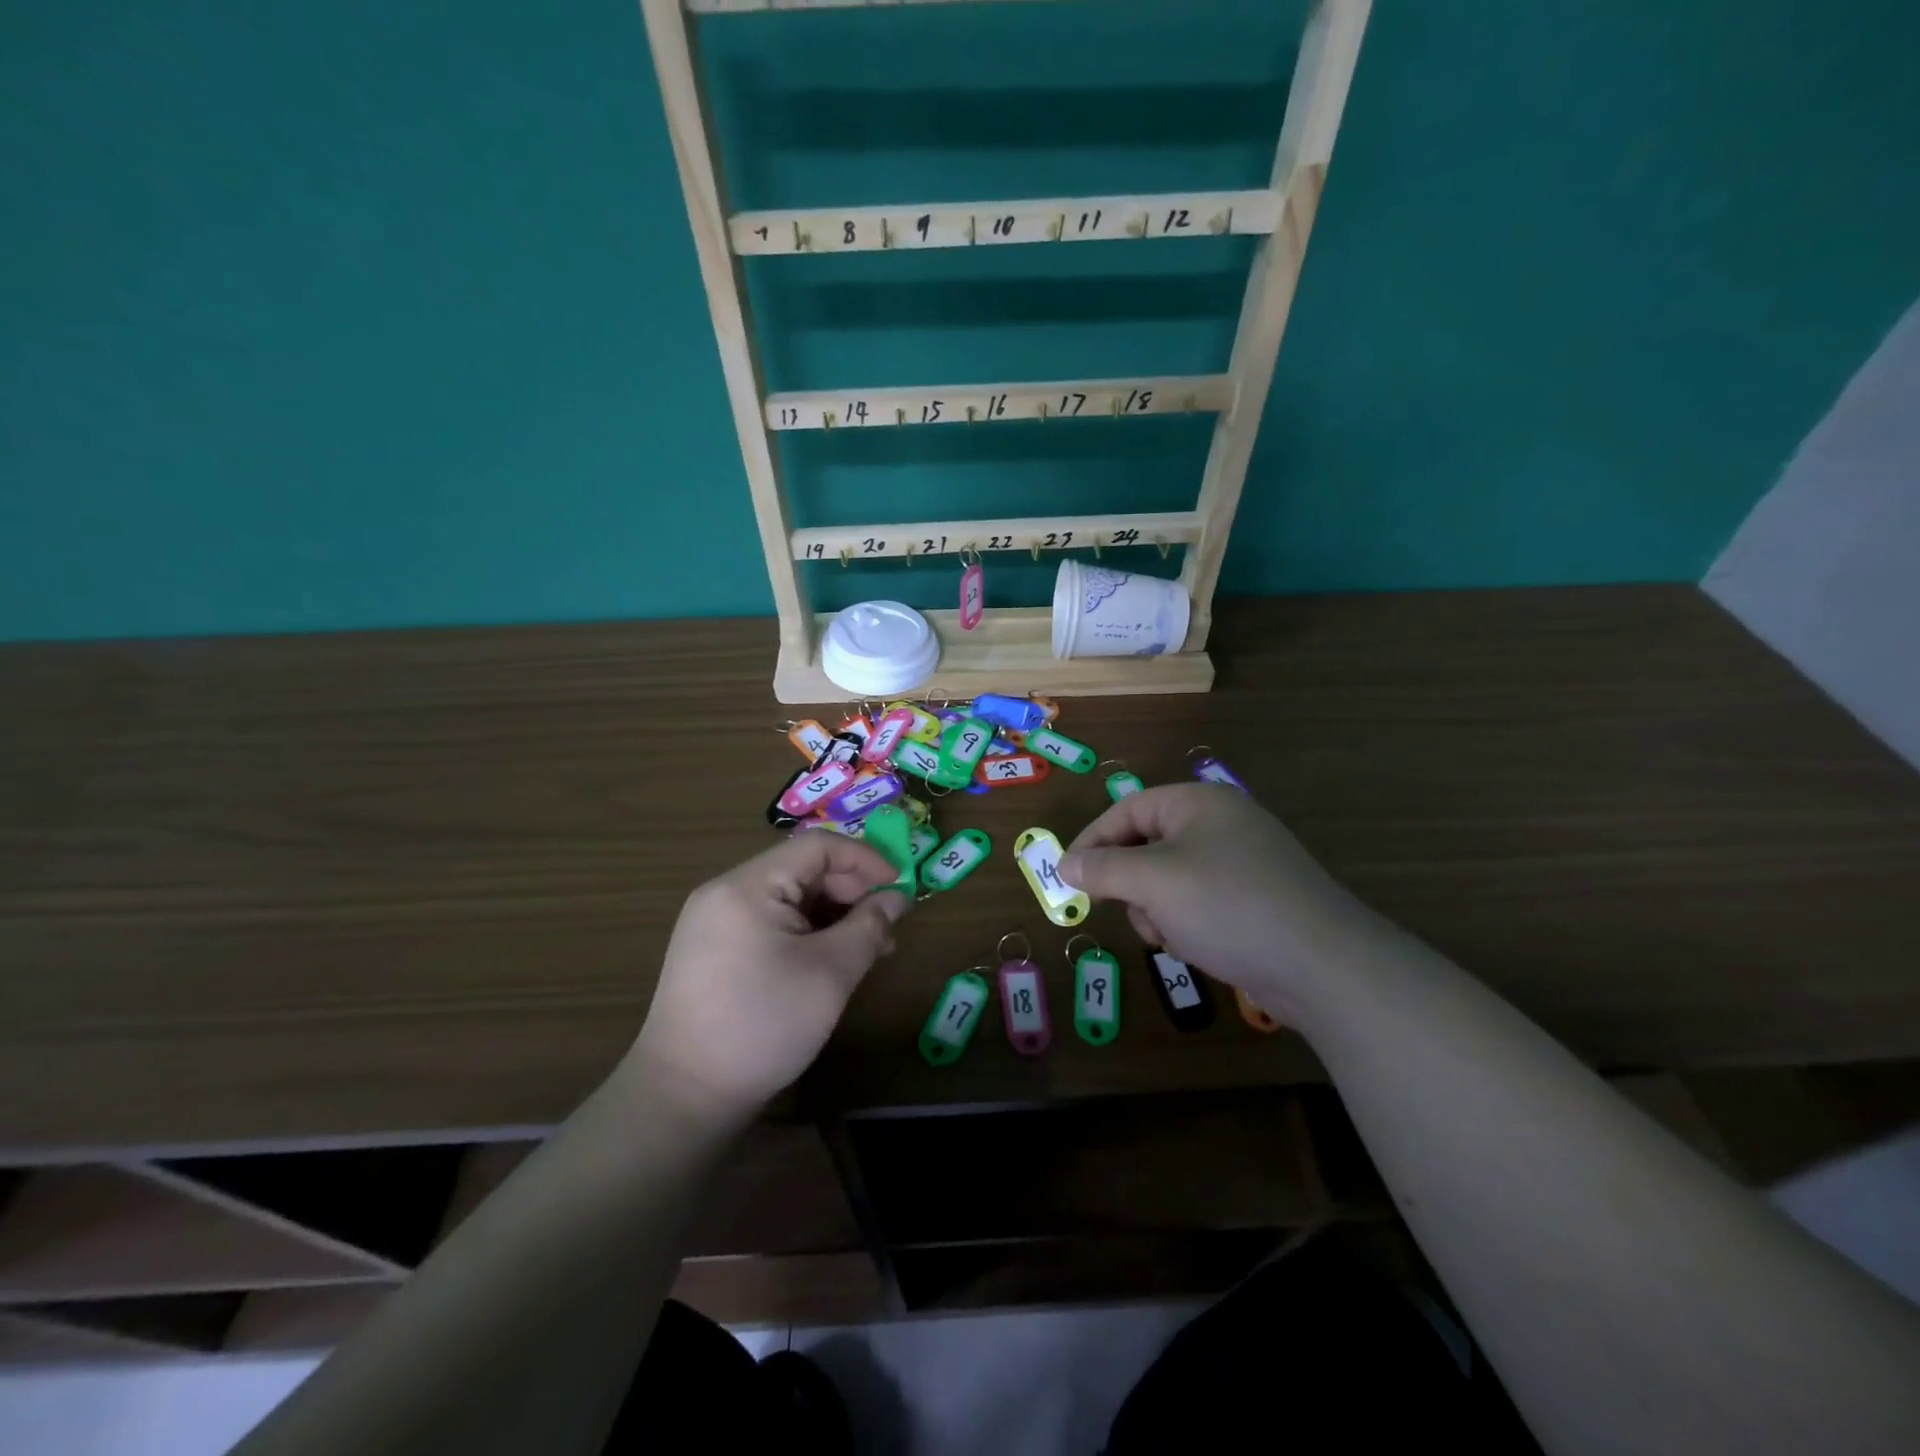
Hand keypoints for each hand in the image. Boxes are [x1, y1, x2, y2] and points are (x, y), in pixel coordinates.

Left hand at [627, 834, 909, 1120]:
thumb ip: (869, 927)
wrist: (682, 1098)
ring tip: (868, 948)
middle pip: (801, 869)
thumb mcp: (830, 974)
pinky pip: (770, 921)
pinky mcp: (712, 949)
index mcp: (747, 886)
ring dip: (832, 914)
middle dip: (851, 891)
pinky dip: (806, 931)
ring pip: (788, 897)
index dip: (865, 859)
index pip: (817, 846)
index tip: (901, 887)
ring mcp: (714, 921)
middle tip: (887, 927)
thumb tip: (897, 898)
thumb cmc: (762, 1026)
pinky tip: (830, 960)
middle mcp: (725, 892)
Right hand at [1061, 785, 1374, 1016]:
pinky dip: (1187, 922)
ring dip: (1158, 909)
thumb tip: (1066, 863)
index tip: (1069, 876)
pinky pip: (1198, 901)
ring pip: (1169, 879)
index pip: (1128, 809)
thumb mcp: (1154, 882)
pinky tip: (1199, 946)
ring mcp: (1241, 862)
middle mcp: (1220, 824)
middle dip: (1132, 884)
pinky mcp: (1254, 899)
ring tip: (1174, 935)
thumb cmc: (1229, 907)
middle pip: (1147, 845)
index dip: (1093, 840)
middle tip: (1135, 913)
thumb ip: (1104, 868)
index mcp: (1198, 803)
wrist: (1325, 967)